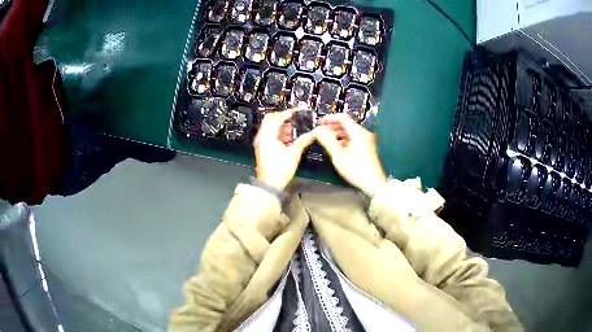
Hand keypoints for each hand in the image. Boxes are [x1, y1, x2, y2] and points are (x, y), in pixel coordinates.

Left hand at [254, 108, 314, 190]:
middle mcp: (262, 137)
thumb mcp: (294, 153)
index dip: (289, 112)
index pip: (278, 117)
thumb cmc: (279, 170)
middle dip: (283, 116)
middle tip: (294, 117)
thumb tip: (313, 133)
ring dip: (280, 125)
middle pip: (270, 119)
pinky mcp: (262, 148)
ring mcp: (260, 142)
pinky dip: (278, 132)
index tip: (298, 110)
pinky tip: (287, 138)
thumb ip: (303, 140)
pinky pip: (269, 134)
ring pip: (269, 126)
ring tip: (293, 128)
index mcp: (268, 135)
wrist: (269, 185)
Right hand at [315, 114, 386, 196]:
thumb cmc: (356, 170)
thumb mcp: (339, 156)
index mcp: (358, 133)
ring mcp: (366, 140)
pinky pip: (353, 138)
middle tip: (321, 131)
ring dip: (337, 133)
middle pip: (346, 123)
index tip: (319, 122)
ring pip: (349, 131)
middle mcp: (363, 133)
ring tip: (326, 139)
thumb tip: (319, 130)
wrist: (374, 183)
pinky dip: (344, 139)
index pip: (342, 117)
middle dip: (332, 126)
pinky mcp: (367, 146)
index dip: (329, 118)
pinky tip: (336, 146)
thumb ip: (328, 141)